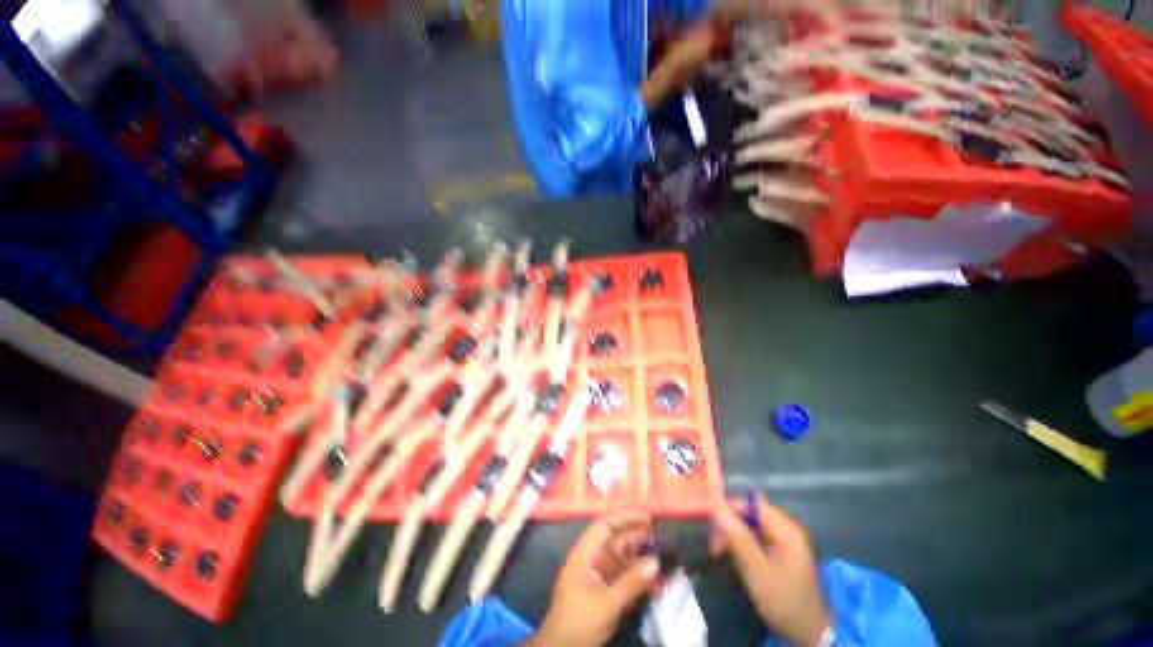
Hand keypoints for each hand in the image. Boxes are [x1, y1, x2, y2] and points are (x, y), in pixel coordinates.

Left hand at [525, 511, 660, 646]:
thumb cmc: (581, 620)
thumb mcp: (608, 602)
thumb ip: (632, 581)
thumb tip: (656, 561)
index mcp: (586, 552)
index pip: (606, 525)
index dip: (626, 518)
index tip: (647, 517)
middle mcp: (591, 557)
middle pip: (615, 540)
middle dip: (636, 537)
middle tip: (659, 538)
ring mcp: (597, 573)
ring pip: (620, 557)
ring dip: (638, 557)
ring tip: (660, 556)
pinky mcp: (602, 589)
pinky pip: (621, 574)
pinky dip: (636, 574)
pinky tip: (652, 577)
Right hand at [710, 495, 830, 646]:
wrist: (809, 634)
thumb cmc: (784, 602)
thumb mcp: (757, 572)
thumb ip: (738, 538)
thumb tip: (717, 507)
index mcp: (787, 530)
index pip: (752, 504)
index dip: (730, 510)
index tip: (713, 528)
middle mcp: (788, 528)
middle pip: (751, 514)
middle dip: (730, 526)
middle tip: (714, 547)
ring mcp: (786, 539)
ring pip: (751, 525)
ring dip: (734, 536)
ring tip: (720, 553)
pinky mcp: (782, 550)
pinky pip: (757, 536)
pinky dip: (743, 543)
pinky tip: (736, 557)